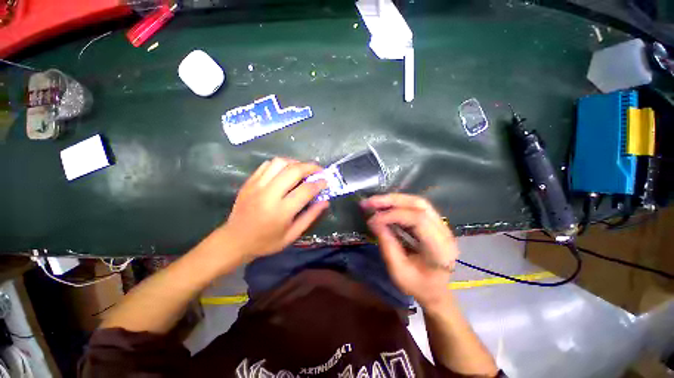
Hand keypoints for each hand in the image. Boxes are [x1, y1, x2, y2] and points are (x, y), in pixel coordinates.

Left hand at [221, 158, 328, 260]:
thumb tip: (325, 201)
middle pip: (293, 171)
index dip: (319, 183)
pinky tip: (286, 171)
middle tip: (319, 171)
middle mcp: (269, 194)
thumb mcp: (292, 235)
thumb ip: (310, 216)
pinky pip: (267, 165)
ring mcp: (257, 186)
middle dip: (310, 167)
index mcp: (281, 211)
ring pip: (280, 163)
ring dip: (296, 163)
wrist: (235, 240)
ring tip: (303, 169)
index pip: (306, 190)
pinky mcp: (249, 182)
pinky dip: (281, 164)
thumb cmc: (266, 242)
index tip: (326, 182)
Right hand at [361, 194, 458, 307]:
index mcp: (440, 249)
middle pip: (419, 205)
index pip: (418, 220)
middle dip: (391, 200)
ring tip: (375, 202)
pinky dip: (398, 204)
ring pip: (418, 202)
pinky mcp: (435, 223)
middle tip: (369, 202)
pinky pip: (416, 206)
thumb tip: (373, 221)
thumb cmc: (417, 286)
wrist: (436, 291)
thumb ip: (387, 245)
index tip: (372, 220)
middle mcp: (445, 233)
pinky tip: (385, 206)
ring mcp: (442, 226)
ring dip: (394, 199)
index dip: (393, 215)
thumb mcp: (398, 272)